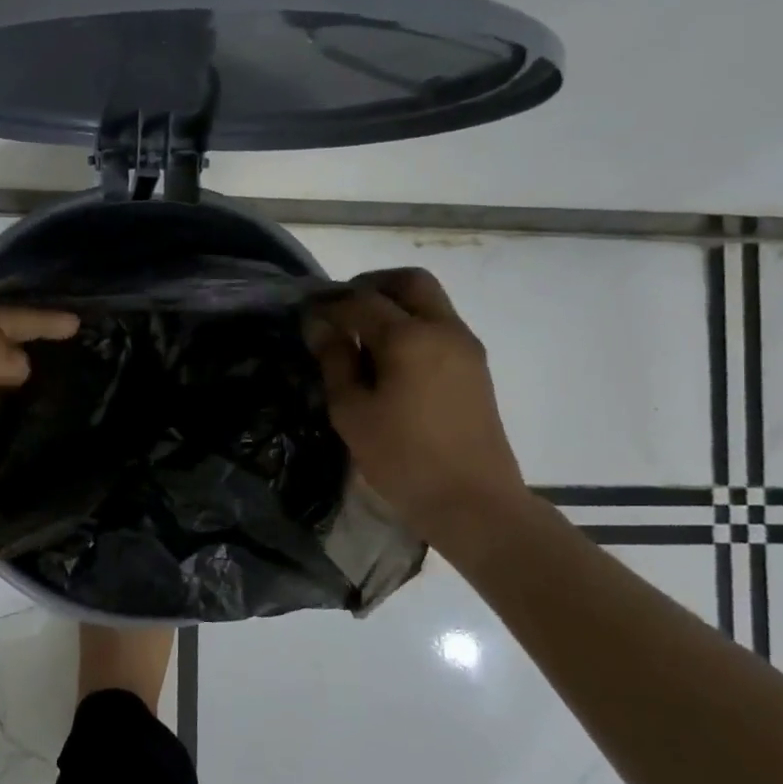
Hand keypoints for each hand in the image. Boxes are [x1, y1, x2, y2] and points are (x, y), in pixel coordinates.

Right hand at [305, 269, 526, 541]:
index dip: (329, 303)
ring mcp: (465, 346)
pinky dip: (412, 324)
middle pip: (408, 281)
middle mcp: (443, 329)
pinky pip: (440, 325)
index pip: (361, 300)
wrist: (474, 502)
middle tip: (341, 310)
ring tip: (362, 337)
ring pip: (429, 301)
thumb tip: (320, 326)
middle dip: (371, 285)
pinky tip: (389, 358)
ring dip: (394, 304)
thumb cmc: (403, 459)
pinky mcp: (475, 366)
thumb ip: (335, 361)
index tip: (306, 313)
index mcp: (409, 338)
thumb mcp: (353, 412)